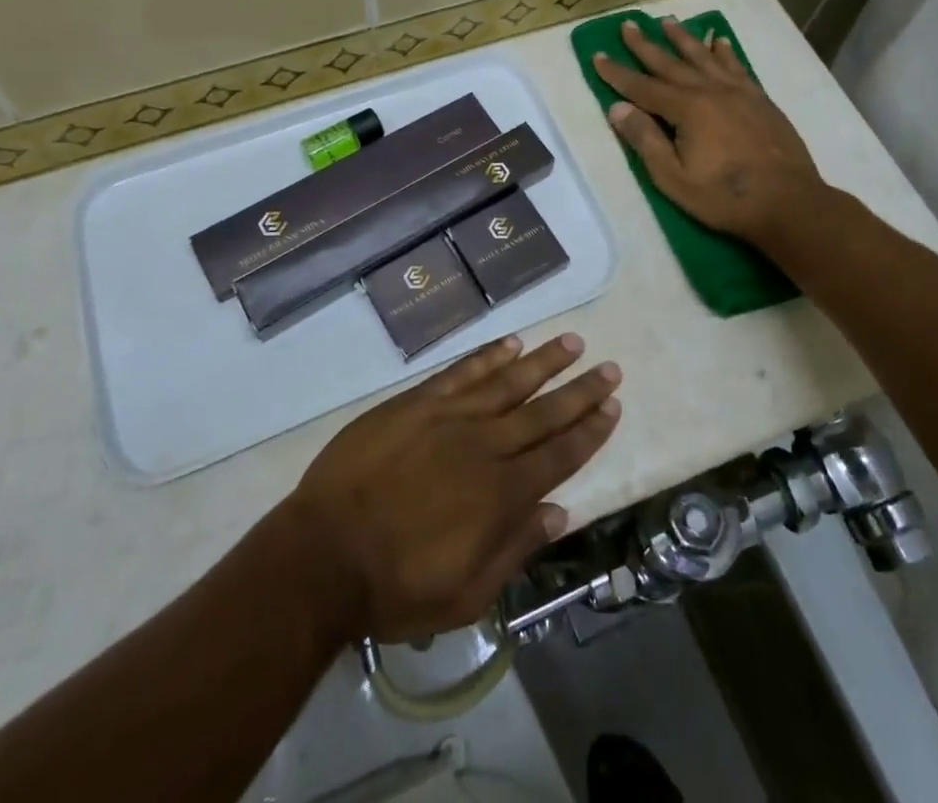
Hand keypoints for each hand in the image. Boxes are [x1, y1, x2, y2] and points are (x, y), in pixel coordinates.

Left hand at [285, 334, 620, 642]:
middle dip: (580, 391)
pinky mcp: (417, 401)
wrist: (325, 552)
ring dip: (543, 361)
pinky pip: (462, 372)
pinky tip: (511, 342)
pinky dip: (489, 356)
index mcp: (502, 495)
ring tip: (572, 342)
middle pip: (543, 412)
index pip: (560, 455)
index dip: (590, 431)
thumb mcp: (466, 595)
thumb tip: (559, 512)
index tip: (613, 407)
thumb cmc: (396, 585)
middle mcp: (485, 446)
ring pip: (508, 381)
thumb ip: (515, 550)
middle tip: (610, 368)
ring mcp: (450, 417)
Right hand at [593, 16, 829, 249]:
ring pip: (704, 57)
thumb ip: (645, 140)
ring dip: (683, 39)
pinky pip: (736, 66)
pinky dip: (724, 52)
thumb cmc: (724, 197)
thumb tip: (617, 108)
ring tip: (668, 22)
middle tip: (628, 24)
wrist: (789, 202)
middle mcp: (710, 91)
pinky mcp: (759, 99)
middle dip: (645, 45)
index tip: (597, 55)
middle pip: (671, 63)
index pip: (642, 87)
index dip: (617, 73)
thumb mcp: (673, 178)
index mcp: (686, 109)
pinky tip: (719, 41)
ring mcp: (738, 92)